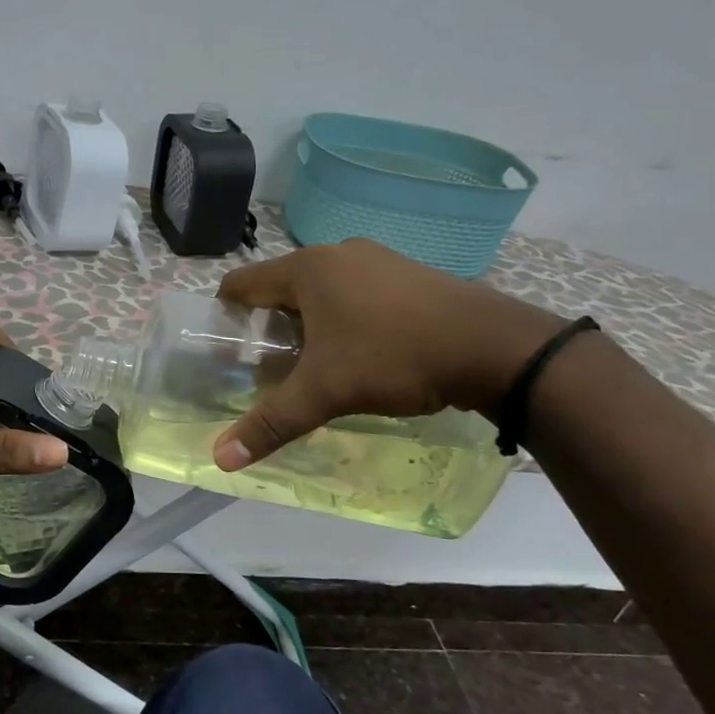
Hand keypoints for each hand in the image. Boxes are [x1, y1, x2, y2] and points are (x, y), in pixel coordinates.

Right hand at [212, 239, 563, 469]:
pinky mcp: (408, 273)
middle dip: (268, 327)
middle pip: (280, 288)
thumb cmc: (393, 357)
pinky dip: (344, 318)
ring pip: (321, 291)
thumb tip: (220, 459)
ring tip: (314, 365)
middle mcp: (337, 254)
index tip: (225, 352)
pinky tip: (361, 353)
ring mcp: (377, 259)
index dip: (224, 317)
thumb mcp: (325, 393)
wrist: (494, 348)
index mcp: (306, 268)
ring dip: (308, 323)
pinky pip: (357, 292)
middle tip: (268, 368)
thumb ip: (270, 423)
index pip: (241, 284)